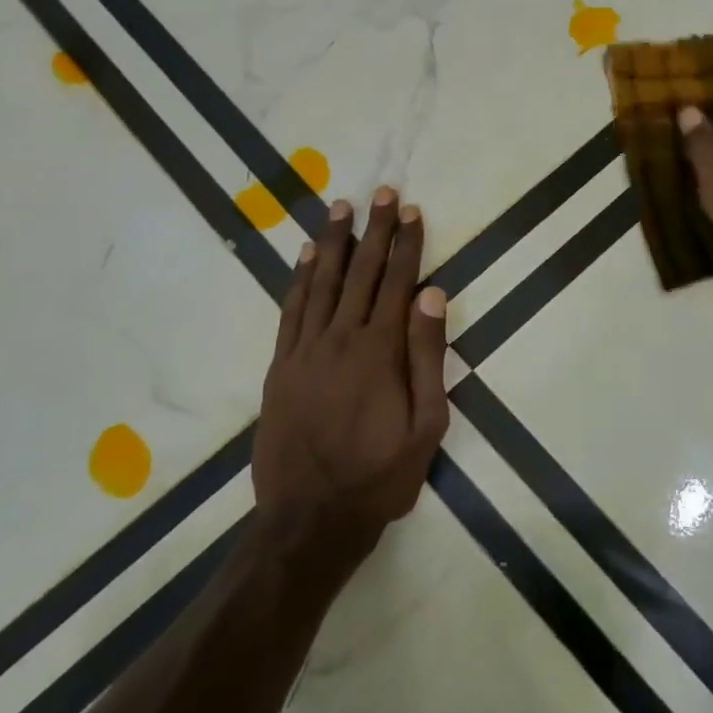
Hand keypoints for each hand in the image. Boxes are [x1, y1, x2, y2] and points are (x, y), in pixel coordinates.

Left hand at [252, 189, 449, 570]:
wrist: (309, 518)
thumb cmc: (379, 476)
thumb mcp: (426, 425)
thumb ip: (428, 356)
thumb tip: (433, 295)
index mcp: (380, 351)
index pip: (398, 283)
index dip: (408, 245)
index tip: (413, 211)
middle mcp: (341, 338)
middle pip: (361, 273)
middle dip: (375, 230)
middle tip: (382, 193)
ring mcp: (305, 350)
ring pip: (322, 283)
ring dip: (334, 243)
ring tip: (342, 208)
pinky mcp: (280, 366)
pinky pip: (291, 310)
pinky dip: (299, 279)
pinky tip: (307, 256)